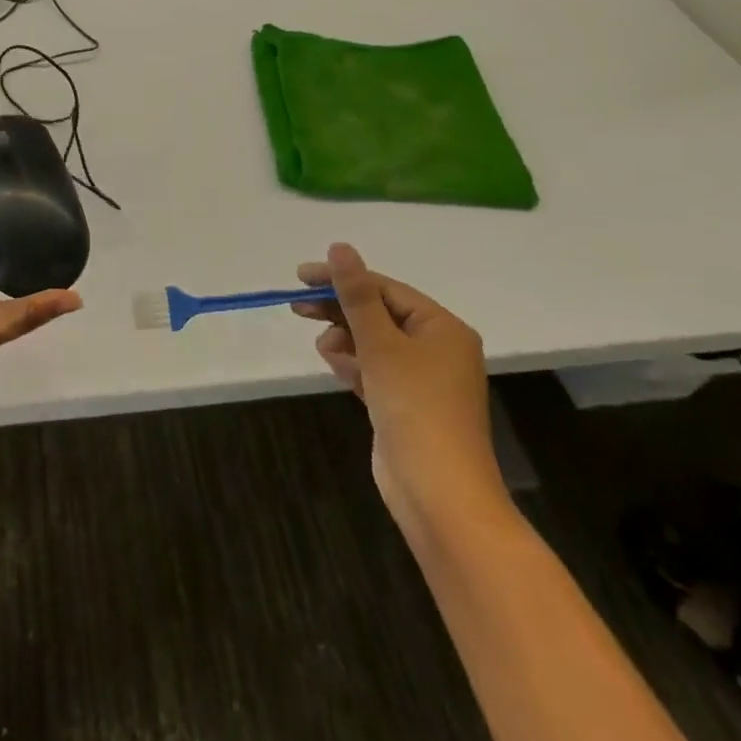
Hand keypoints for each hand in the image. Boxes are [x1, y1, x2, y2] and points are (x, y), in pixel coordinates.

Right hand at [293, 244, 505, 534]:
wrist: (439, 493)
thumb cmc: (415, 407)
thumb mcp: (380, 344)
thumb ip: (356, 295)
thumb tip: (340, 246)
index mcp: (442, 327)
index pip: (385, 288)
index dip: (342, 279)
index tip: (300, 277)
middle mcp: (437, 348)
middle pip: (378, 314)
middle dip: (339, 311)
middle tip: (298, 308)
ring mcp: (422, 379)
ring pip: (373, 342)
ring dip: (345, 340)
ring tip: (326, 351)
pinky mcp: (405, 405)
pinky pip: (374, 370)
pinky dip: (354, 365)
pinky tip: (336, 367)